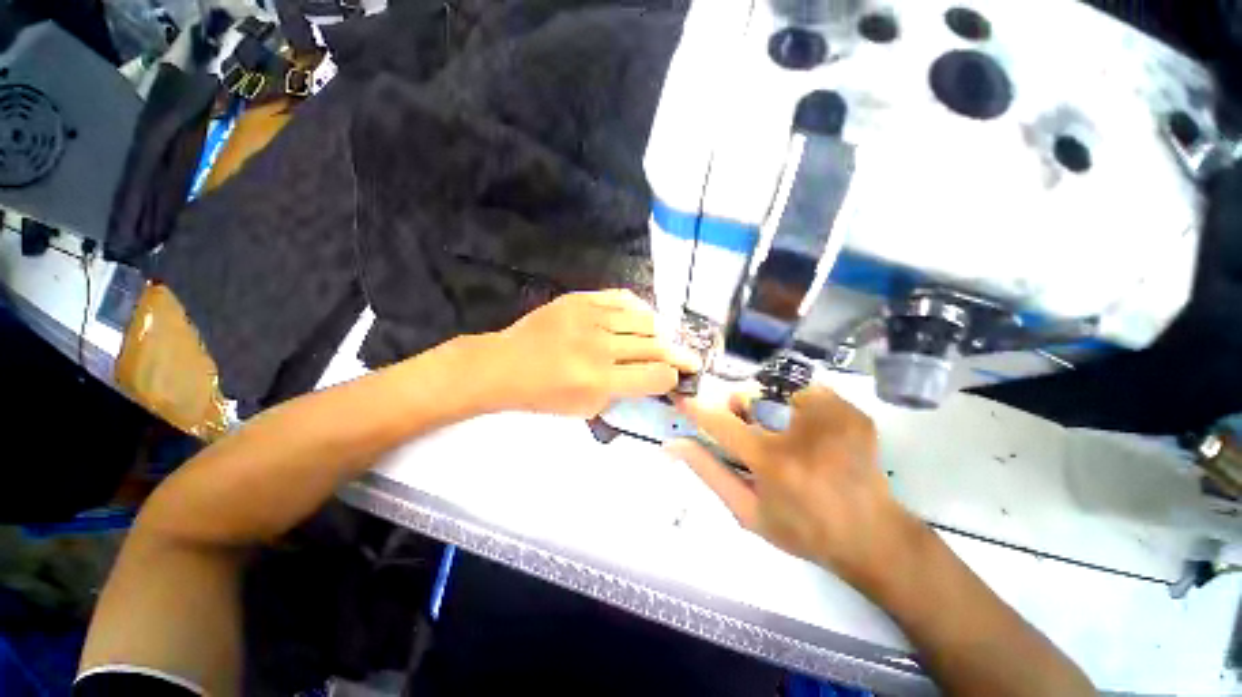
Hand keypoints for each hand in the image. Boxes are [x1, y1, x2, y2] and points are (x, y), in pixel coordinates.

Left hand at [480, 290, 701, 417]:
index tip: (676, 378)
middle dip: (678, 355)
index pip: (655, 375)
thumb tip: (650, 380)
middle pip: (656, 346)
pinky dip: (639, 310)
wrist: (505, 364)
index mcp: (599, 379)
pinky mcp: (581, 299)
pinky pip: (622, 299)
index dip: (673, 378)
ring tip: (664, 340)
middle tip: (689, 359)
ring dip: (660, 333)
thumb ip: (622, 395)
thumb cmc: (542, 394)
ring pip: (644, 320)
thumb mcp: (585, 409)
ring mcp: (590, 317)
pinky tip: (642, 319)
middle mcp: (600, 345)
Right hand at [668, 385, 921, 588]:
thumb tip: (674, 444)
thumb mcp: (747, 512)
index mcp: (772, 461)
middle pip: (750, 397)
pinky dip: (798, 405)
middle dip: (738, 408)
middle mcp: (801, 432)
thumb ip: (709, 473)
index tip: (682, 399)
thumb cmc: (802, 531)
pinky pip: (809, 391)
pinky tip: (809, 430)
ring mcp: (832, 418)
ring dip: (768, 406)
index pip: (721, 423)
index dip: (697, 409)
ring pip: (777, 390)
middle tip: (748, 429)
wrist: (871, 536)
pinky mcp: (852, 412)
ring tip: (782, 431)